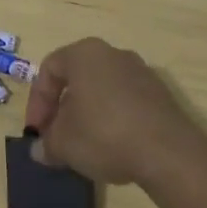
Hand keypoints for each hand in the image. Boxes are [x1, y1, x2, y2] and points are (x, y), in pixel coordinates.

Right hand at [24, 38, 206, 187]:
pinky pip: (125, 103)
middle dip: (62, 110)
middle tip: (56, 137)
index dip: (37, 103)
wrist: (169, 153)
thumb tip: (38, 150)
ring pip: (101, 91)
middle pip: (76, 79)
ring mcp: (140, 72)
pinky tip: (112, 147)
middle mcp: (112, 54)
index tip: (37, 133)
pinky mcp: (161, 95)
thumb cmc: (104, 134)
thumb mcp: (63, 143)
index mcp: (83, 54)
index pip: (49, 70)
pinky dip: (112, 120)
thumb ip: (46, 144)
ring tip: (83, 146)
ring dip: (87, 116)